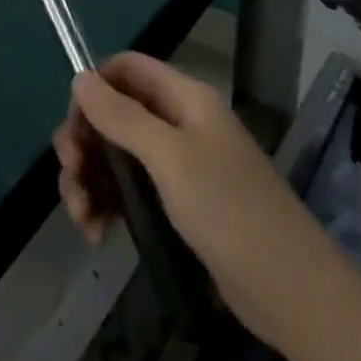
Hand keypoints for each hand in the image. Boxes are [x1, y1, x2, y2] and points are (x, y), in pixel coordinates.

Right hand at [53, 52, 322, 350]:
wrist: (289, 291)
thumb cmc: (229, 210)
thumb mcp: (170, 157)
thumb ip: (122, 116)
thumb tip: (80, 76)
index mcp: (184, 98)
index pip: (127, 69)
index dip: (94, 86)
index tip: (73, 124)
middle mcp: (179, 123)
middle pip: (115, 113)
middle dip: (84, 141)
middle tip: (71, 174)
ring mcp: (178, 165)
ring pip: (116, 155)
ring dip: (90, 179)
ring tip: (81, 217)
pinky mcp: (177, 204)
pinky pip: (129, 189)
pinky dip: (107, 205)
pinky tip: (96, 233)